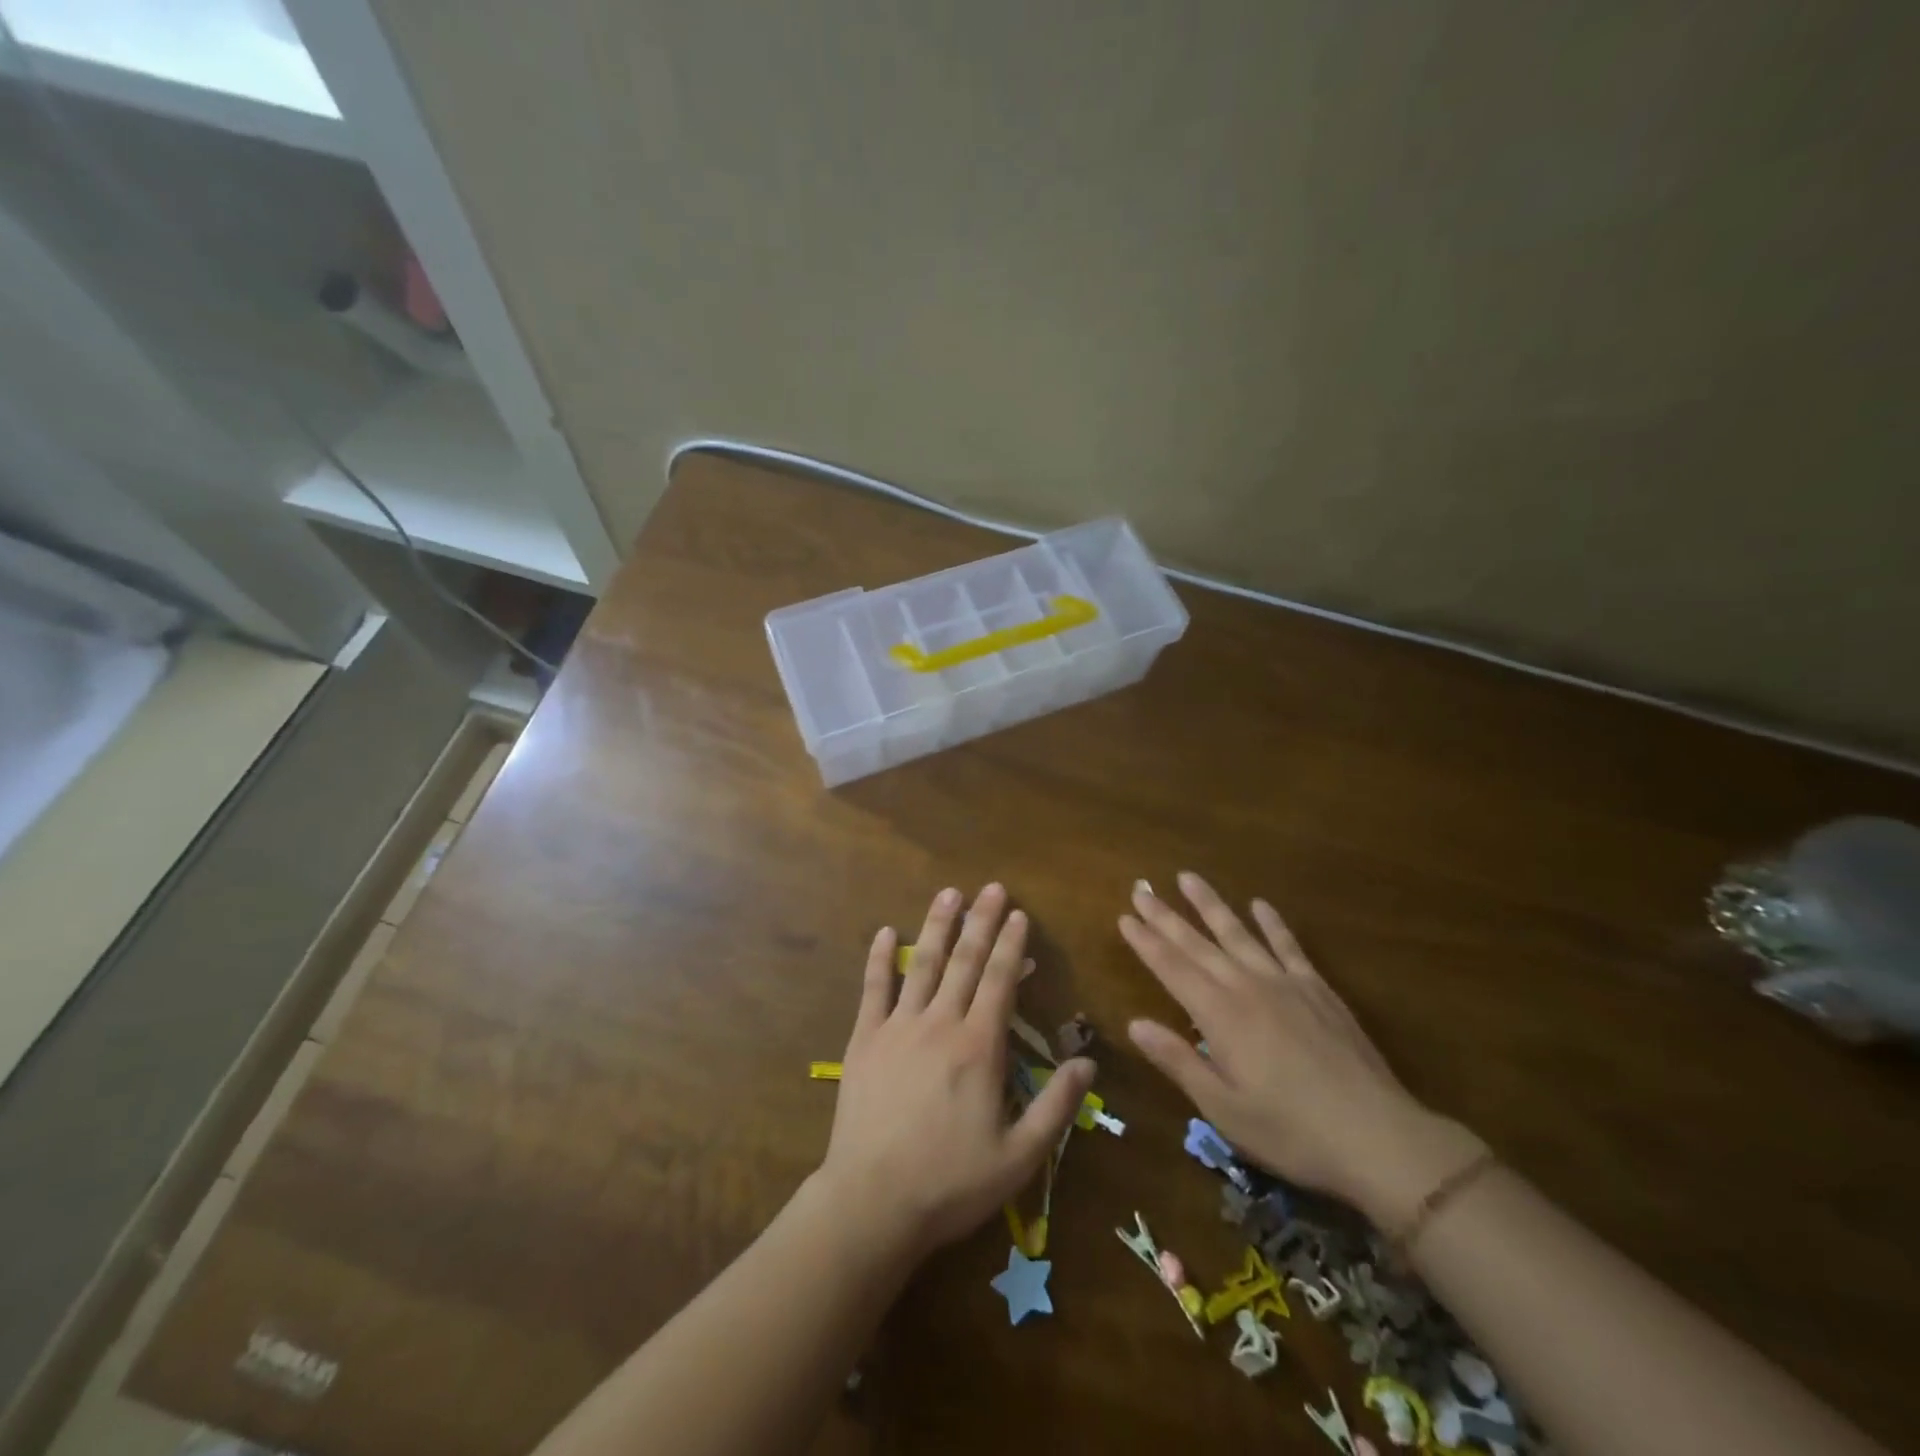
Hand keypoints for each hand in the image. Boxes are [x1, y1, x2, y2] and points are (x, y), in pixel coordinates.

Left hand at [819, 884, 1095, 1262]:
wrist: (872, 1202)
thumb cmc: (951, 1183)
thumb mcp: (1018, 1157)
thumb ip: (1056, 1107)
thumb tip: (1088, 1062)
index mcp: (979, 1047)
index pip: (999, 981)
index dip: (1011, 945)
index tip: (1019, 914)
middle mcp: (940, 1024)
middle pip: (964, 961)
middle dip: (981, 921)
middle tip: (991, 888)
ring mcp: (898, 1027)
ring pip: (922, 964)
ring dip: (937, 926)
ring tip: (949, 893)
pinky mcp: (864, 1040)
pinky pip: (873, 989)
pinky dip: (880, 958)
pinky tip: (886, 932)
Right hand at [1119, 873, 1484, 1230]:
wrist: (1379, 1137)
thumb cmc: (1292, 1132)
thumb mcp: (1224, 1109)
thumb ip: (1179, 1062)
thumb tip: (1135, 1023)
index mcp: (1220, 1016)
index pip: (1172, 969)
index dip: (1146, 942)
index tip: (1125, 917)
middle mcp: (1247, 988)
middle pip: (1198, 944)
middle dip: (1166, 916)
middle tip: (1141, 888)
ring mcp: (1286, 984)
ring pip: (1239, 934)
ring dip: (1211, 905)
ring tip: (1187, 877)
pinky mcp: (1318, 990)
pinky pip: (1289, 946)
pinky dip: (1272, 923)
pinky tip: (1259, 904)